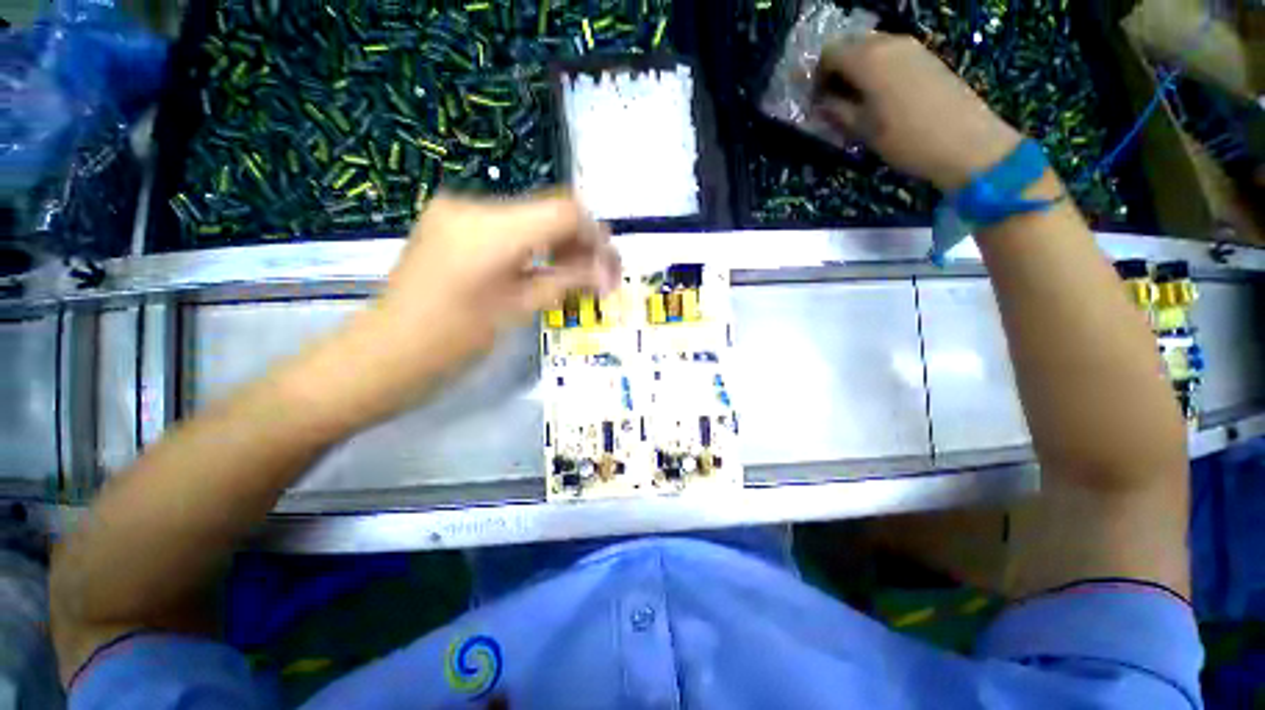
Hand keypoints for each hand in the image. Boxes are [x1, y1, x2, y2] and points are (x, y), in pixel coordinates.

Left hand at [305, 191, 619, 426]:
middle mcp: (473, 207)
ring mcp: (459, 212)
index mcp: (490, 229)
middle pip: (549, 210)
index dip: (596, 236)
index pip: (564, 212)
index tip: (611, 266)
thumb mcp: (518, 309)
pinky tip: (546, 269)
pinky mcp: (453, 224)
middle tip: (600, 276)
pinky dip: (535, 246)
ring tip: (577, 277)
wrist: (385, 354)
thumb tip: (608, 273)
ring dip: (560, 244)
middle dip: (582, 241)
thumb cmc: (453, 341)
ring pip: (531, 218)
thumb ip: (567, 282)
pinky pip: (509, 227)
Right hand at [813, 33, 1021, 191]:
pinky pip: (892, 53)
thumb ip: (837, 111)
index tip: (817, 101)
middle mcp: (888, 42)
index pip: (829, 53)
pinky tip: (881, 96)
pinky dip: (878, 68)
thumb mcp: (862, 130)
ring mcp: (911, 47)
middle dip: (837, 69)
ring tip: (857, 100)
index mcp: (868, 59)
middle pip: (851, 44)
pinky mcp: (927, 56)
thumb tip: (820, 103)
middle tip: (834, 100)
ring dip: (858, 69)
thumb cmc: (905, 139)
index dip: (818, 76)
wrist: (965, 142)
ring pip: (872, 47)